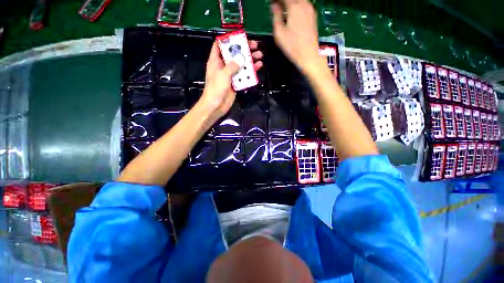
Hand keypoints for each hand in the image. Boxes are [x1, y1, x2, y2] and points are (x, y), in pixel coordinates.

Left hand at [200, 40, 262, 117]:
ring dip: (249, 61)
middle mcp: (223, 66)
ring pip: (240, 65)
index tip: (240, 37)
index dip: (228, 40)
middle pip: (234, 55)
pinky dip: (250, 73)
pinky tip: (258, 68)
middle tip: (256, 46)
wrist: (216, 106)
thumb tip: (242, 57)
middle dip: (244, 50)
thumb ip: (232, 66)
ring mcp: (229, 75)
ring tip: (260, 57)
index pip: (219, 45)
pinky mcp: (235, 83)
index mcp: (216, 61)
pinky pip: (243, 76)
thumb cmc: (216, 89)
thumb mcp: (223, 75)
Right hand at [271, 0, 321, 74]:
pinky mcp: (313, 16)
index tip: (272, 3)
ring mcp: (310, 10)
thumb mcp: (279, 33)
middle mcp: (304, 4)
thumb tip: (274, 5)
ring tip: (283, 9)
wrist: (309, 55)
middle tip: (277, 6)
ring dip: (291, 3)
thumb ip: (276, 16)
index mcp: (294, 7)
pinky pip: (304, 4)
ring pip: (299, 0)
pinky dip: (297, 5)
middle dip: (284, 1)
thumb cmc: (293, 46)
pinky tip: (292, 13)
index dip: (276, 0)